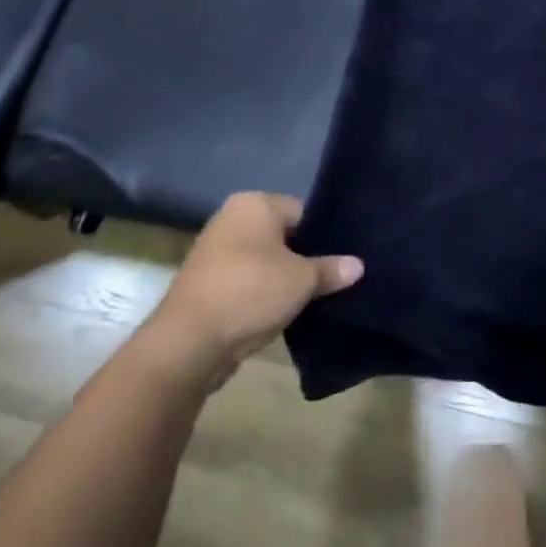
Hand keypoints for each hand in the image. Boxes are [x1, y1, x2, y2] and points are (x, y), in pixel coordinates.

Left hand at [141, 192, 362, 386]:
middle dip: (303, 257)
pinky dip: (261, 294)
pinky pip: (245, 281)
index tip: (339, 260)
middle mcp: (231, 218)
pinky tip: (280, 312)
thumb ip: (331, 269)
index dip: (323, 236)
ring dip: (281, 279)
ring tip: (308, 299)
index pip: (303, 212)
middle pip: (283, 236)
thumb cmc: (250, 292)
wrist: (187, 343)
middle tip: (329, 279)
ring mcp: (214, 251)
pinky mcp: (205, 283)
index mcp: (255, 203)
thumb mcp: (302, 281)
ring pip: (264, 260)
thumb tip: (358, 265)